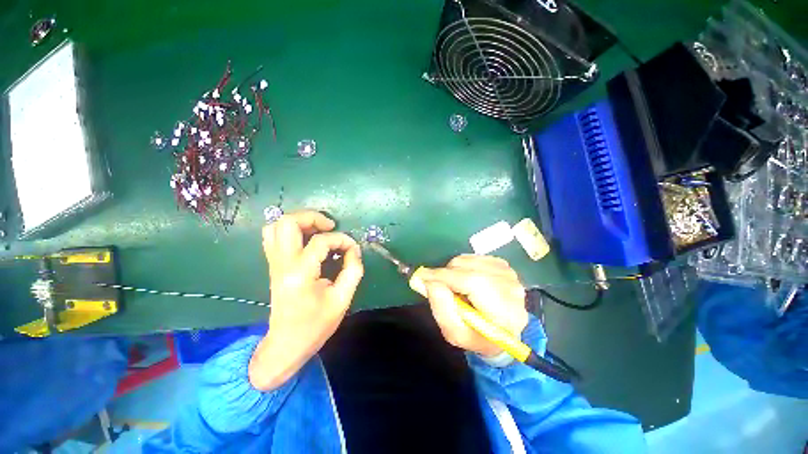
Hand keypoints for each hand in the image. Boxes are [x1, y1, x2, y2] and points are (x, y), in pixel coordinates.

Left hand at [249, 211, 363, 390]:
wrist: (286, 344)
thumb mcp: (342, 299)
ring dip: (300, 221)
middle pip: (288, 222)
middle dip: (313, 217)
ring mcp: (274, 263)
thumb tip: (353, 249)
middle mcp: (282, 263)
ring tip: (318, 230)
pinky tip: (306, 238)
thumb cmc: (316, 324)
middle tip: (331, 227)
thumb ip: (353, 270)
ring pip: (276, 226)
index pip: (321, 242)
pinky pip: (273, 236)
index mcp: (300, 273)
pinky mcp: (273, 265)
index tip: (353, 249)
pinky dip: (290, 230)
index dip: (342, 240)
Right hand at [419, 255, 527, 357]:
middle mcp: (511, 287)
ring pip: (466, 260)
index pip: (473, 283)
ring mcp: (508, 272)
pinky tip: (465, 281)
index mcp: (506, 312)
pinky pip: (471, 257)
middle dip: (446, 276)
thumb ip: (441, 307)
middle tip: (440, 289)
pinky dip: (461, 266)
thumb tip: (426, 280)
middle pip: (468, 269)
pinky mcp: (502, 263)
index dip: (445, 277)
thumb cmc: (478, 336)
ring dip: (453, 271)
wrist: (501, 329)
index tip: (421, 276)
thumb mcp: (455, 333)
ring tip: (456, 288)